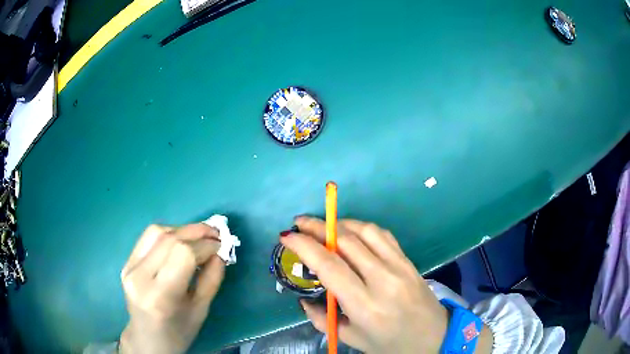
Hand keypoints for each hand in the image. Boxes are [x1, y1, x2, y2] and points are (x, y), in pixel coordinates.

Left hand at [119, 224, 224, 353]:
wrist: (147, 339)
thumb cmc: (178, 332)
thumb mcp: (201, 310)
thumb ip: (211, 279)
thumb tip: (220, 252)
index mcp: (160, 296)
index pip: (183, 255)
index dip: (204, 245)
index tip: (221, 245)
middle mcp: (140, 277)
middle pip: (169, 239)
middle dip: (196, 232)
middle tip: (215, 233)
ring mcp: (129, 267)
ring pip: (156, 232)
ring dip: (181, 229)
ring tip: (199, 237)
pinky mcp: (126, 262)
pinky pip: (148, 238)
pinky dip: (168, 233)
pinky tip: (180, 240)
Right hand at [281, 217, 491, 353]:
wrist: (434, 336)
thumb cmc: (391, 344)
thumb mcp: (352, 338)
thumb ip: (322, 319)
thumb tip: (303, 299)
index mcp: (365, 305)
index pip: (329, 266)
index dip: (304, 246)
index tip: (286, 237)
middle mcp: (382, 279)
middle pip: (345, 241)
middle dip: (317, 226)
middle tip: (299, 223)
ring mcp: (399, 266)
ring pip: (365, 231)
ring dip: (339, 223)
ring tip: (322, 226)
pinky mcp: (408, 260)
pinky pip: (382, 235)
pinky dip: (362, 227)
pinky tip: (350, 232)